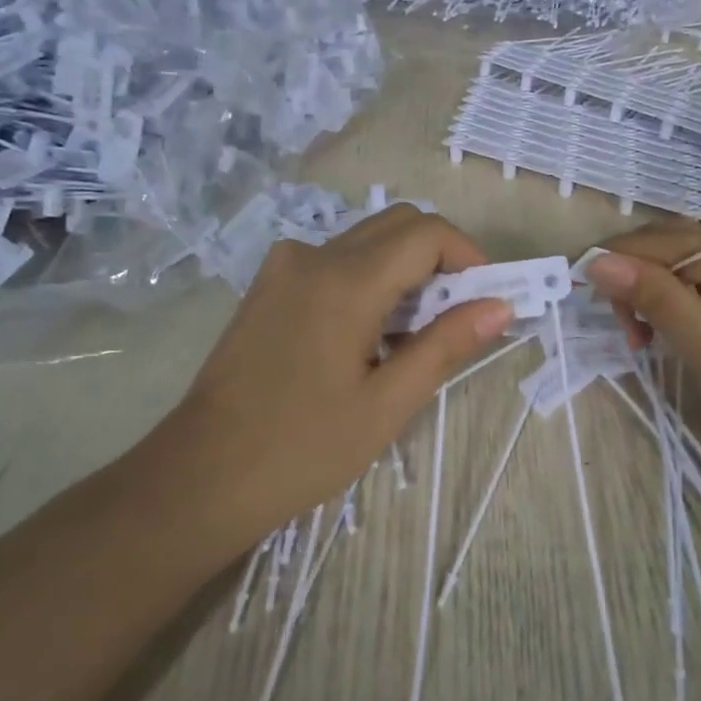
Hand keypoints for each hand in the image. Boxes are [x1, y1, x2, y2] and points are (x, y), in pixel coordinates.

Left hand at [149, 206, 512, 541]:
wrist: (201, 475)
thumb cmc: (301, 449)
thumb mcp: (386, 404)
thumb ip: (445, 345)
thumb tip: (500, 307)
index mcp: (347, 282)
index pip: (428, 233)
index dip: (468, 257)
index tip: (484, 301)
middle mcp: (314, 255)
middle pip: (399, 224)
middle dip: (440, 258)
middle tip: (454, 316)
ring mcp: (284, 266)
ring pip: (367, 238)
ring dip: (404, 268)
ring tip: (410, 334)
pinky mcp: (268, 284)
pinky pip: (335, 258)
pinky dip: (369, 277)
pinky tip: (365, 334)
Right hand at [583, 217, 700, 486]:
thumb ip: (657, 299)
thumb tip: (599, 261)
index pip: (659, 241)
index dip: (614, 263)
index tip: (585, 303)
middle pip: (675, 241)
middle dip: (637, 278)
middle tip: (630, 335)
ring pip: (692, 254)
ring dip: (660, 284)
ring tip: (653, 331)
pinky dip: (689, 284)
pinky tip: (689, 305)